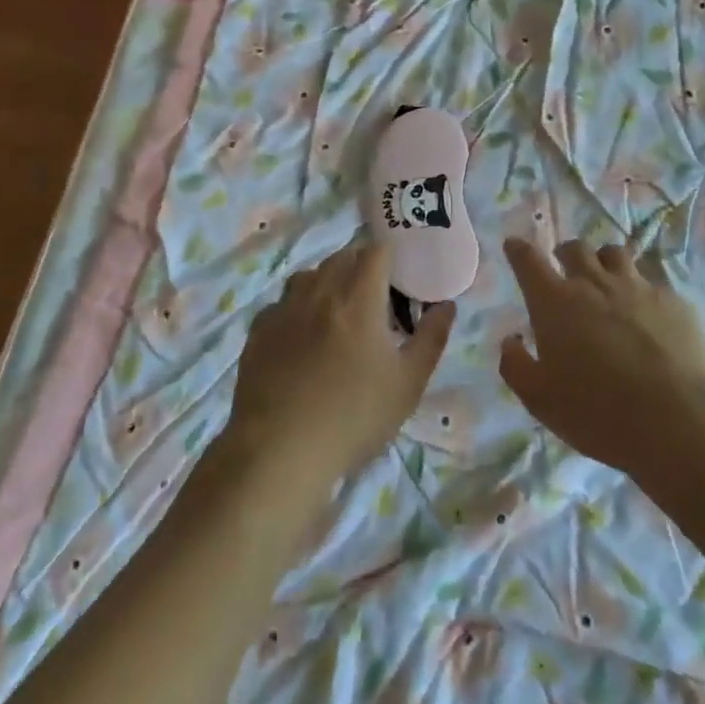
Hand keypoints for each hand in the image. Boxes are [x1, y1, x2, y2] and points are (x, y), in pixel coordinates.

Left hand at [226, 238, 454, 488]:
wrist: (280, 451)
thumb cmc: (354, 416)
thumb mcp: (408, 383)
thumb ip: (431, 338)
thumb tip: (446, 305)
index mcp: (358, 298)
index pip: (376, 252)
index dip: (390, 258)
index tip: (399, 279)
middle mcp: (319, 292)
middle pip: (341, 257)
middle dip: (360, 267)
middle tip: (373, 300)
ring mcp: (284, 310)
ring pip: (308, 276)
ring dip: (326, 284)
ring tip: (336, 316)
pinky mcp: (258, 331)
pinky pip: (281, 304)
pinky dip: (296, 310)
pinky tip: (300, 339)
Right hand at [499, 237, 704, 474]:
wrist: (675, 419)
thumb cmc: (596, 410)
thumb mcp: (539, 399)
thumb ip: (516, 365)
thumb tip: (511, 340)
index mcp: (555, 302)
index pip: (529, 261)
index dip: (518, 250)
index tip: (514, 245)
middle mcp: (594, 283)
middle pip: (575, 248)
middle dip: (565, 253)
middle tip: (564, 267)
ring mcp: (637, 287)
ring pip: (615, 254)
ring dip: (603, 261)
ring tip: (605, 279)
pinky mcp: (672, 301)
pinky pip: (651, 283)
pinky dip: (641, 292)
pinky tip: (647, 315)